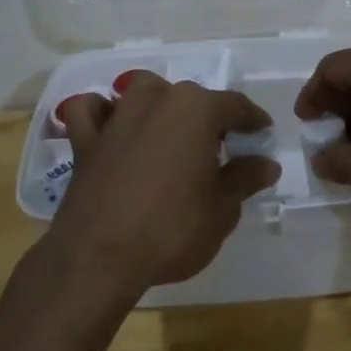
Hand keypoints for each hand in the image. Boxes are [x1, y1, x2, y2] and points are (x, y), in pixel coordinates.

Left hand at [50, 74, 280, 297]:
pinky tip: (112, 128)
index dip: (253, 121)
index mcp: (196, 109)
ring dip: (160, 105)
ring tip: (171, 135)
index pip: (235, 105)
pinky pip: (92, 112)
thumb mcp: (222, 209)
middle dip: (209, 118)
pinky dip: (102, 114)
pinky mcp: (85, 140)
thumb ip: (245, 178)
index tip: (262, 135)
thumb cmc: (172, 229)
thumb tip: (266, 164)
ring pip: (143, 92)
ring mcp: (117, 117)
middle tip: (220, 149)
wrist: (98, 258)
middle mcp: (156, 99)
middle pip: (191, 98)